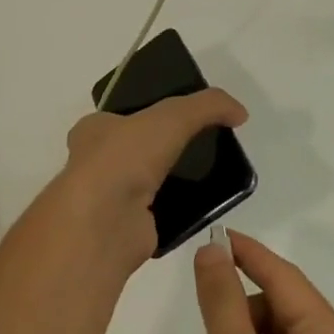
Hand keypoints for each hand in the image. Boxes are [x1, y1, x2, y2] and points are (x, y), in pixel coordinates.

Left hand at [59, 89, 246, 261]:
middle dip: (166, 147)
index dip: (150, 111)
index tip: (183, 116)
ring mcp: (110, 198)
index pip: (123, 115)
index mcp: (93, 129)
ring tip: (211, 172)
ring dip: (174, 178)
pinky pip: (161, 212)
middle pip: (138, 148)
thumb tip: (240, 112)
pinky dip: (181, 208)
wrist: (106, 222)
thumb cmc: (125, 157)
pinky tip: (206, 204)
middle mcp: (96, 162)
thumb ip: (207, 105)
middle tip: (203, 144)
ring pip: (150, 181)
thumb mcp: (171, 116)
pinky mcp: (129, 228)